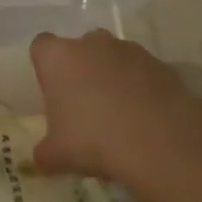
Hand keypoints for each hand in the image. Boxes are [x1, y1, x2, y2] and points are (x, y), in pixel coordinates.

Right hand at [29, 30, 201, 191]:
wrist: (159, 142)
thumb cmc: (93, 140)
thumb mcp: (57, 154)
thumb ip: (44, 152)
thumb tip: (41, 158)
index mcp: (58, 57)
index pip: (41, 47)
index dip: (45, 68)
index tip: (52, 93)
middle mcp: (91, 43)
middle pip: (80, 50)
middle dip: (81, 71)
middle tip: (85, 107)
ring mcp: (128, 50)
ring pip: (113, 58)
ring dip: (113, 78)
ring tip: (119, 116)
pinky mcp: (160, 64)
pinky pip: (142, 72)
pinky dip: (141, 88)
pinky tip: (145, 118)